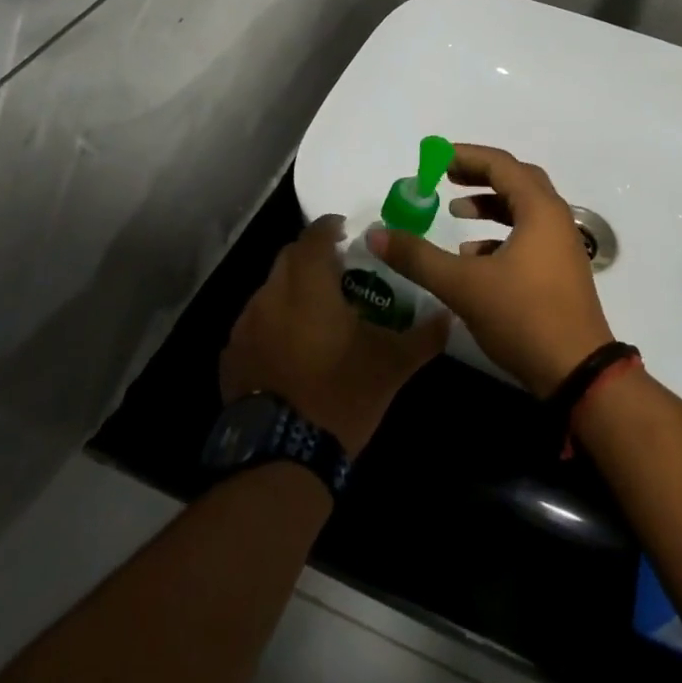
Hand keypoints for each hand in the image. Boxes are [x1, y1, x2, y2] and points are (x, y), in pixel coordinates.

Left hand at [220, 215, 449, 455]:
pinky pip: (254, 324)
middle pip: (288, 259)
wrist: (283, 456)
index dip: (329, 227)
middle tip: (338, 270)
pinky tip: (290, 347)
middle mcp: (270, 296)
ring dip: (291, 290)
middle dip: (311, 256)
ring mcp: (245, 327)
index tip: (345, 231)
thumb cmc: (342, 395)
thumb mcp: (392, 365)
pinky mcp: (231, 356)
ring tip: (316, 312)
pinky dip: (273, 323)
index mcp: (309, 287)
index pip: (314, 237)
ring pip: (269, 291)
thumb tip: (450, 315)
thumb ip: (424, 336)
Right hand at [366, 145, 614, 396]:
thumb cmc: (523, 316)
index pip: (500, 165)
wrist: (578, 372)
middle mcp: (555, 219)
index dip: (465, 156)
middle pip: (516, 180)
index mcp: (539, 209)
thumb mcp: (463, 285)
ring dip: (490, 206)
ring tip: (455, 214)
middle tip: (444, 177)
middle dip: (478, 176)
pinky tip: (472, 258)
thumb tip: (376, 234)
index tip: (434, 158)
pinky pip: (528, 236)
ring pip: (524, 209)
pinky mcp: (560, 271)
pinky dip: (499, 235)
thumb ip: (418, 258)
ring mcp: (561, 246)